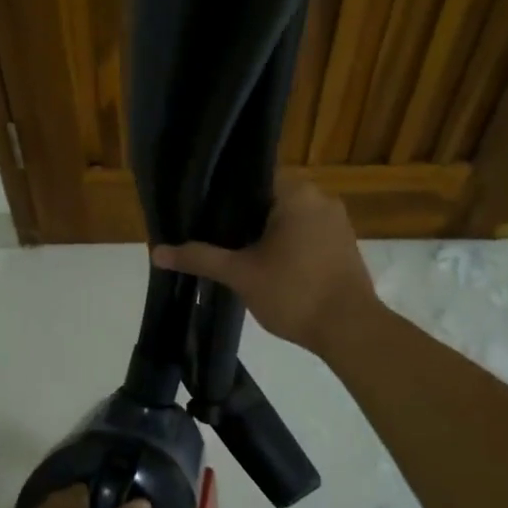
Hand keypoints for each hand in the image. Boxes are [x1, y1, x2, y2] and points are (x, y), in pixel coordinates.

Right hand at [151, 176, 376, 357]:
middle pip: (269, 197)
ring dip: (264, 232)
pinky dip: (285, 244)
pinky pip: (306, 233)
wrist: (350, 330)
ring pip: (289, 217)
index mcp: (296, 193)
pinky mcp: (343, 245)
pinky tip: (265, 264)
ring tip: (233, 250)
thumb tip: (157, 251)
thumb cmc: (294, 293)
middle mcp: (321, 198)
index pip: (252, 177)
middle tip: (211, 234)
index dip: (224, 193)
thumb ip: (200, 258)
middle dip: (242, 217)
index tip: (202, 211)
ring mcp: (336, 222)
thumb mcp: (240, 274)